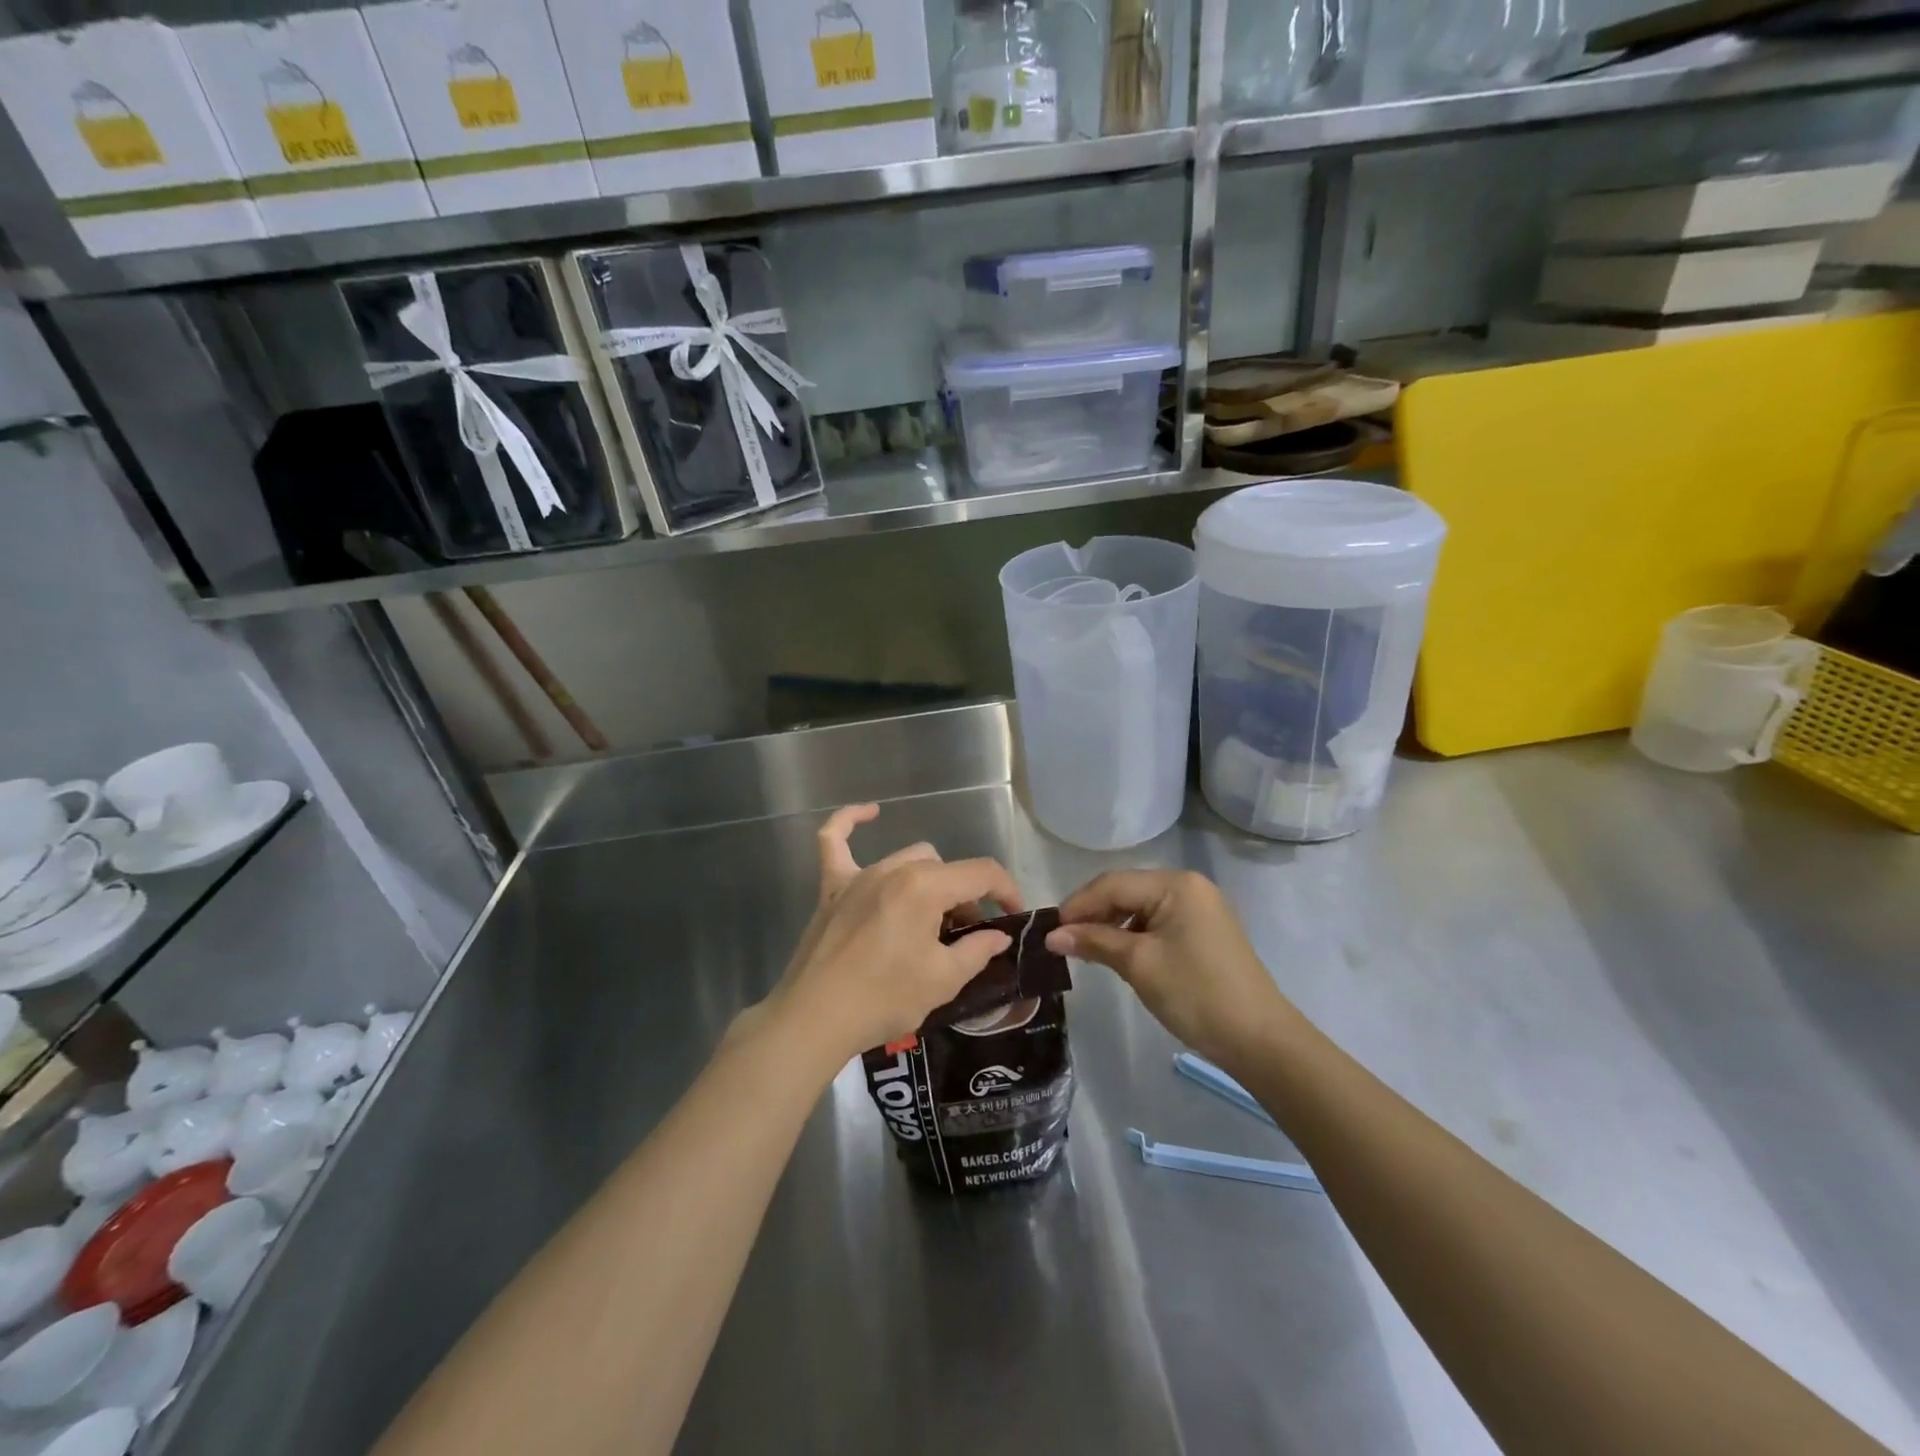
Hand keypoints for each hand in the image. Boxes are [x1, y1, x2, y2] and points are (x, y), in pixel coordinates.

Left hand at [759, 806, 1023, 1067]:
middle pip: (945, 870)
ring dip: (929, 882)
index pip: (981, 873)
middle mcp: (893, 870)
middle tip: (964, 938)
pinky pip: (834, 841)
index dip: (1007, 891)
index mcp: (925, 887)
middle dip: (964, 898)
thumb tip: (998, 936)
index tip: (1012, 917)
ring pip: (908, 860)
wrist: (815, 1019)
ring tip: (930, 920)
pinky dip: (849, 822)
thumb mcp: (943, 980)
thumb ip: (977, 950)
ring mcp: (859, 876)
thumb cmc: (884, 999)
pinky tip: (870, 812)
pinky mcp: (831, 888)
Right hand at [1045, 870, 1295, 1069]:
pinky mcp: (1203, 931)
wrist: (1259, 1040)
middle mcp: (1188, 887)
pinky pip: (1156, 923)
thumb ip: (1094, 942)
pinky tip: (1116, 954)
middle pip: (1126, 892)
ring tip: (1084, 949)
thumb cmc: (1196, 994)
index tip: (1049, 930)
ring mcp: (1199, 908)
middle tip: (1061, 941)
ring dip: (1110, 926)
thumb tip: (1052, 936)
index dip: (1078, 905)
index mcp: (1176, 884)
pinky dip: (1132, 936)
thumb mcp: (1139, 965)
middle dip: (1093, 914)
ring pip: (1140, 908)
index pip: (1113, 884)